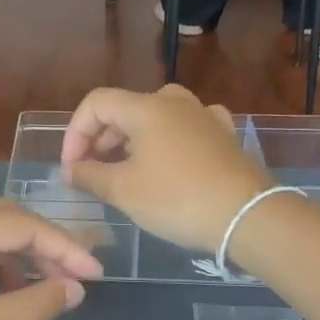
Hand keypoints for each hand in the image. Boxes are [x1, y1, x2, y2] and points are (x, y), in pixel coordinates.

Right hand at [60, 86, 271, 255]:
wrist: (248, 217)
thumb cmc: (177, 199)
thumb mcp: (123, 191)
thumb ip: (89, 176)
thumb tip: (71, 170)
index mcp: (146, 108)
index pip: (96, 103)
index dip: (75, 133)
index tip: (71, 168)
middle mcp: (174, 102)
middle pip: (124, 109)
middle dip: (100, 139)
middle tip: (91, 173)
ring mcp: (203, 116)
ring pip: (155, 117)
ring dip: (131, 140)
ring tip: (124, 170)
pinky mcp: (223, 135)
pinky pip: (184, 128)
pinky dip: (165, 141)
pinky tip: (167, 159)